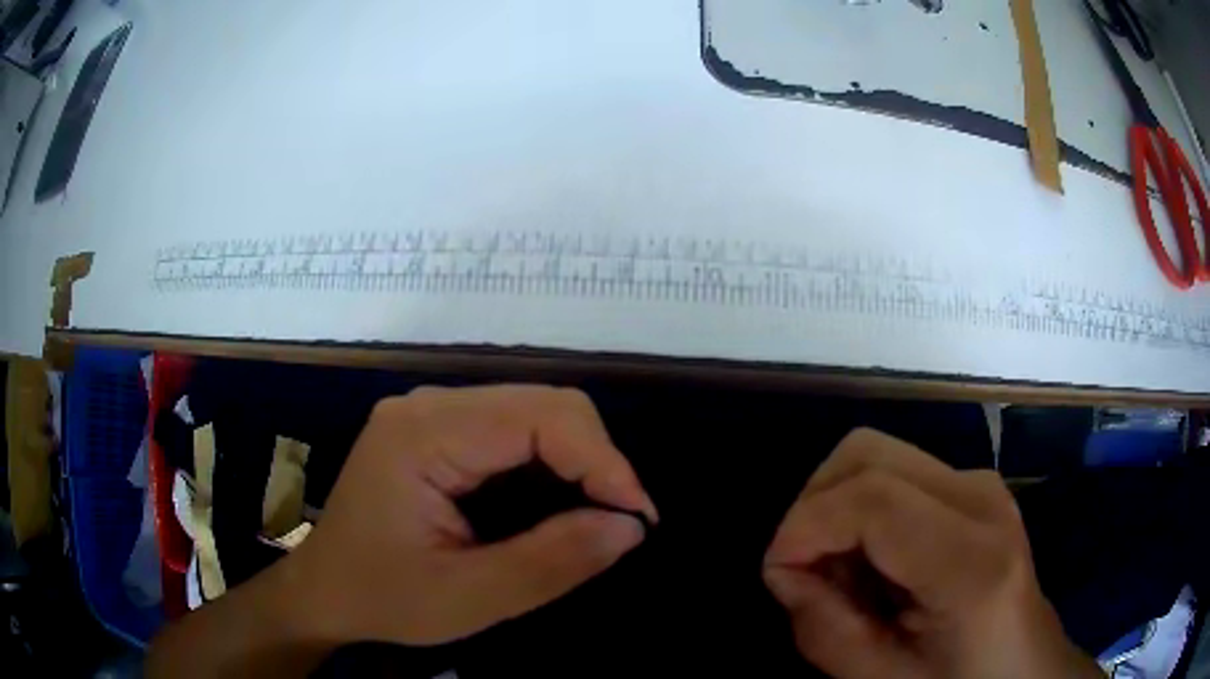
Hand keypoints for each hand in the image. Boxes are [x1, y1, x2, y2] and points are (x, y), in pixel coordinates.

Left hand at [291, 385, 657, 645]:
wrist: (325, 590)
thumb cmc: (384, 597)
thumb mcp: (468, 599)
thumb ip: (551, 563)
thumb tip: (630, 526)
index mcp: (423, 434)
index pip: (541, 417)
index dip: (603, 462)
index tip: (638, 518)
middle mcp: (428, 405)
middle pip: (542, 404)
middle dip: (595, 460)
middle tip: (619, 521)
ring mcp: (429, 412)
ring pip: (533, 412)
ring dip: (577, 461)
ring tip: (594, 516)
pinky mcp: (435, 429)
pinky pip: (511, 429)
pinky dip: (549, 462)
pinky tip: (554, 503)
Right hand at [762, 429, 1099, 678]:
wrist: (1024, 665)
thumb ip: (824, 629)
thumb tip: (786, 569)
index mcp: (972, 563)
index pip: (873, 499)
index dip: (805, 525)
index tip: (778, 573)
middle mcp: (982, 499)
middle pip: (869, 454)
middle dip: (814, 506)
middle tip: (806, 571)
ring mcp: (982, 484)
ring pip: (878, 454)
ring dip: (837, 506)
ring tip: (842, 570)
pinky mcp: (975, 485)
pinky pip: (898, 471)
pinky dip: (863, 507)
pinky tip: (873, 560)